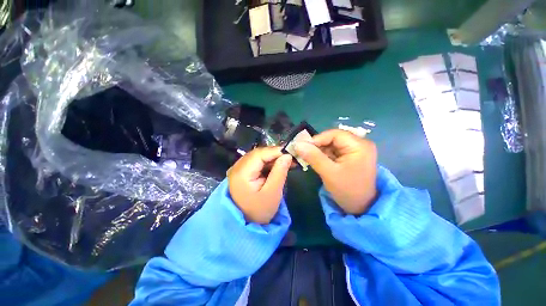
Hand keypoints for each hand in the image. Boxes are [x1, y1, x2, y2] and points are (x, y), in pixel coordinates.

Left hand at [227, 147, 291, 223]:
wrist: (246, 222)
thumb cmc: (260, 210)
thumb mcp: (273, 193)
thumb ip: (280, 172)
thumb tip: (287, 155)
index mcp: (241, 173)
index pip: (259, 154)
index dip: (276, 151)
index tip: (291, 152)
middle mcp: (237, 167)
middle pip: (258, 153)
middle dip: (275, 154)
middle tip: (291, 157)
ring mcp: (238, 168)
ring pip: (258, 156)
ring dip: (273, 157)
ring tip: (287, 161)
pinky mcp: (242, 171)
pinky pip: (256, 162)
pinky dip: (268, 162)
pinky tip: (278, 165)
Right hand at [295, 130, 377, 214]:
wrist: (361, 207)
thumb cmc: (347, 190)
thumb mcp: (329, 173)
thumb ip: (313, 157)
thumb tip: (297, 144)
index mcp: (359, 146)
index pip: (334, 134)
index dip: (317, 139)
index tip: (303, 147)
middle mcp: (359, 144)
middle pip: (333, 138)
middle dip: (318, 146)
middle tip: (304, 153)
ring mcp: (356, 150)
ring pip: (332, 144)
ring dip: (320, 151)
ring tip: (310, 159)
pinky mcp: (351, 156)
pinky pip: (334, 151)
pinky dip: (324, 155)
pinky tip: (319, 161)